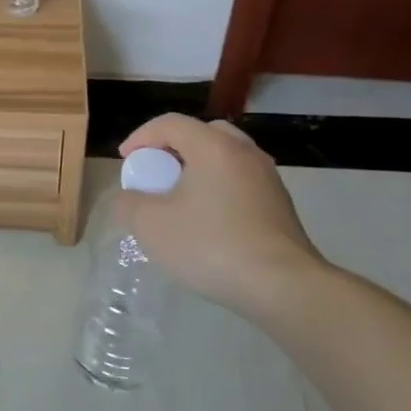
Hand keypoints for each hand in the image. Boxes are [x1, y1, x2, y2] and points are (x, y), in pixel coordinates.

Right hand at [118, 114, 326, 316]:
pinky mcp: (280, 206)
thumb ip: (129, 203)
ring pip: (224, 159)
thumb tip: (130, 198)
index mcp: (214, 147)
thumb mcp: (150, 225)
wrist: (284, 287)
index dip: (140, 137)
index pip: (170, 123)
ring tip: (179, 199)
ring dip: (197, 170)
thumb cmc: (211, 245)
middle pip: (203, 134)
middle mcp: (245, 153)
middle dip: (173, 149)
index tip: (126, 161)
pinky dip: (217, 190)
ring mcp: (268, 179)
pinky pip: (239, 183)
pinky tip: (206, 222)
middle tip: (157, 173)